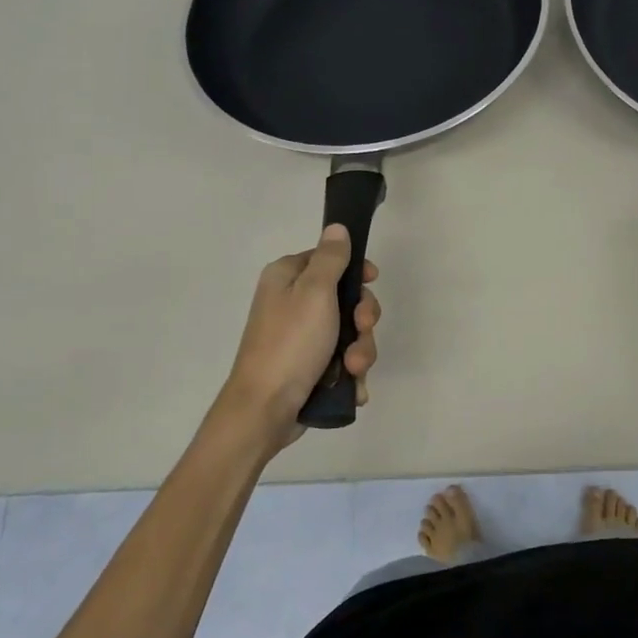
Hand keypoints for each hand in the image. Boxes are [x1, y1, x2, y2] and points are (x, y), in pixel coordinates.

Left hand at [222, 224, 380, 448]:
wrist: (266, 409)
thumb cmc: (291, 343)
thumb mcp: (315, 292)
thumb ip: (331, 258)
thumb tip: (337, 227)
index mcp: (287, 278)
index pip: (329, 259)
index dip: (355, 270)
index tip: (371, 281)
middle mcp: (292, 304)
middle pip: (345, 299)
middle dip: (362, 319)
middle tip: (361, 330)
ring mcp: (301, 338)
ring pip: (350, 334)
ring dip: (360, 351)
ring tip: (352, 369)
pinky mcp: (309, 368)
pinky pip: (342, 362)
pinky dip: (350, 374)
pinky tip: (351, 386)